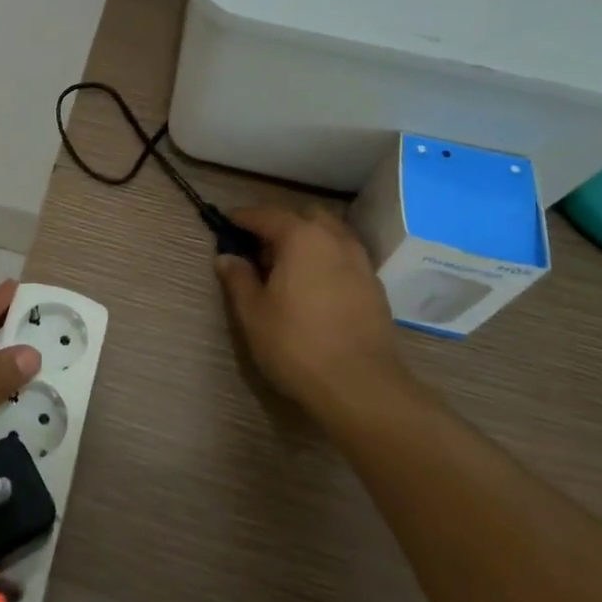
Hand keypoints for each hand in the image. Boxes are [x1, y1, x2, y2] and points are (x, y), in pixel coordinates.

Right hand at [214, 205, 415, 424]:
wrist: (361, 386)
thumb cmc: (296, 344)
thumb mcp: (253, 312)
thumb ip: (238, 278)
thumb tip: (226, 257)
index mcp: (301, 237)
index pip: (266, 215)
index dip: (244, 218)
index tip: (228, 223)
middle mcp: (334, 239)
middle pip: (305, 216)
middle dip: (282, 224)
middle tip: (262, 249)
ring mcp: (360, 262)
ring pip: (331, 235)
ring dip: (309, 241)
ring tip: (290, 268)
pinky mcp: (375, 287)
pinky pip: (346, 258)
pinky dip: (328, 260)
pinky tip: (316, 287)